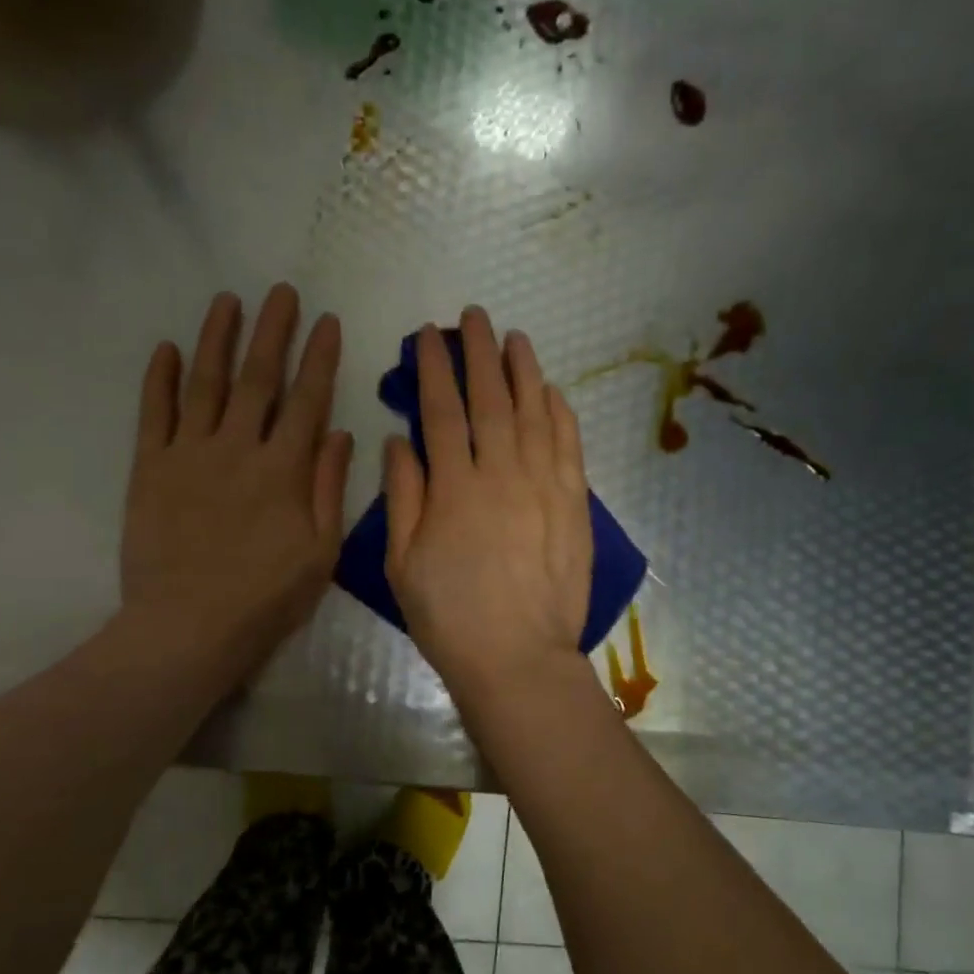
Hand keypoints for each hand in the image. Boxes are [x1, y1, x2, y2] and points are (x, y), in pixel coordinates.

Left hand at [117, 284, 352, 676]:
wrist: (189, 627)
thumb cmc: (266, 597)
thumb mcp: (320, 551)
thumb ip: (329, 488)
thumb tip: (340, 434)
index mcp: (284, 469)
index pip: (308, 399)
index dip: (319, 357)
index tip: (327, 320)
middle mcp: (237, 448)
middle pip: (258, 377)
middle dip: (272, 331)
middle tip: (281, 292)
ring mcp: (189, 454)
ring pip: (205, 383)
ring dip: (217, 338)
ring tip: (228, 300)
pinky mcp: (150, 469)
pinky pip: (154, 413)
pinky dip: (159, 379)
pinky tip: (165, 348)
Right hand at [384, 307, 595, 708]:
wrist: (517, 657)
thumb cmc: (449, 616)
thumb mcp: (402, 563)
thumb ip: (401, 496)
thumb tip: (398, 440)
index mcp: (453, 488)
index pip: (441, 411)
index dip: (433, 368)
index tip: (427, 336)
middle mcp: (501, 474)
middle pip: (490, 399)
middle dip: (479, 352)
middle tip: (474, 316)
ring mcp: (544, 486)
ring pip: (534, 413)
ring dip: (524, 370)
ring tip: (514, 338)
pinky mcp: (575, 504)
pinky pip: (569, 446)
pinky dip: (560, 413)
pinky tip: (552, 391)